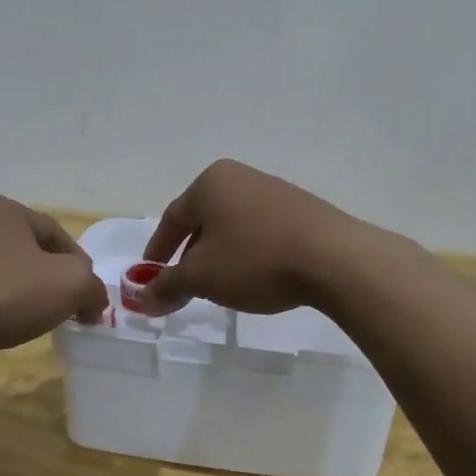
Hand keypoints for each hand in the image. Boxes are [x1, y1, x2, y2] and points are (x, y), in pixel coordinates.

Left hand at [0, 196, 107, 357]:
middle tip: (59, 309)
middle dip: (45, 278)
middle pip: (24, 250)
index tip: (87, 301)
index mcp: (5, 208)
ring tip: (23, 321)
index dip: (80, 268)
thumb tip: (93, 301)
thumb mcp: (69, 285)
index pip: (57, 235)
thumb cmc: (3, 292)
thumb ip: (92, 287)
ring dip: (13, 290)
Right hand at [136, 160, 373, 314]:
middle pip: (203, 220)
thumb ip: (167, 286)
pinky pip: (261, 231)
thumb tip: (141, 299)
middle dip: (190, 255)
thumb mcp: (202, 278)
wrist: (334, 259)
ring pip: (233, 227)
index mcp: (210, 183)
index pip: (172, 219)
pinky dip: (249, 253)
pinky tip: (256, 276)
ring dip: (220, 256)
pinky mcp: (301, 209)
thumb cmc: (255, 260)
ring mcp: (274, 191)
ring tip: (221, 286)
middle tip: (184, 286)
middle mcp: (240, 177)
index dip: (158, 252)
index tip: (150, 278)